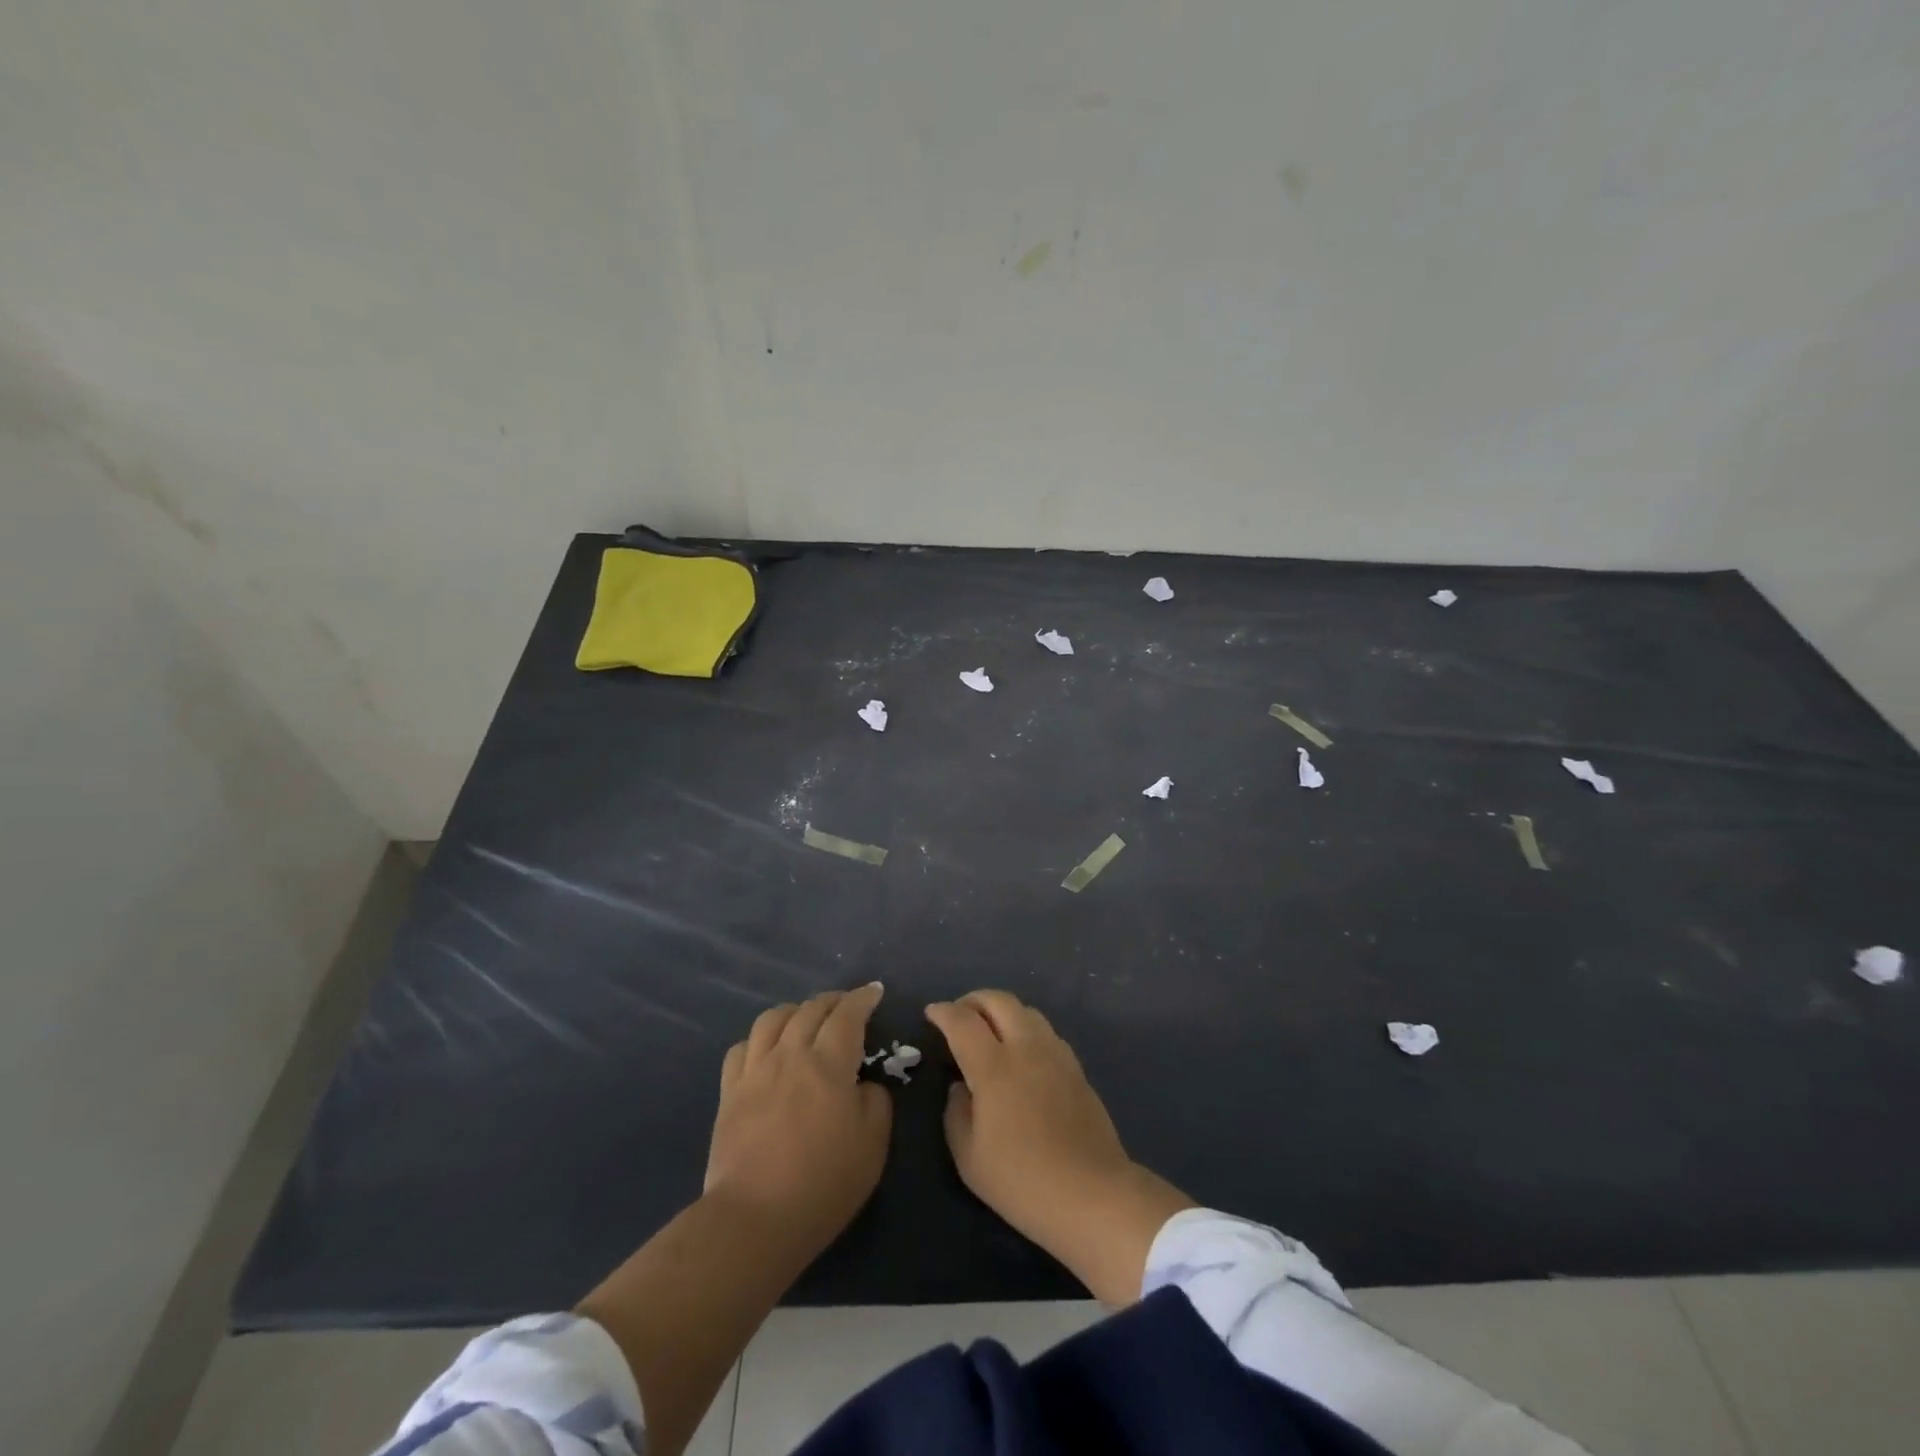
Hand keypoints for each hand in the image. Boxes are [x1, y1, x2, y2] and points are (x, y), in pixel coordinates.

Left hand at [704, 982, 891, 1262]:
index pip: (848, 1014)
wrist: (755, 1219)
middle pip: (811, 1009)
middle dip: (833, 1000)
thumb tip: (864, 1083)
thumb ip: (876, 1101)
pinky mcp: (729, 1092)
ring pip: (773, 1019)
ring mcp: (755, 1071)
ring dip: (795, 1010)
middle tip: (847, 1005)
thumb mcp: (873, 1144)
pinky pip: (742, 1048)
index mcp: (829, 1063)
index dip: (863, 998)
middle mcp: (790, 1054)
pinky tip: (767, 1049)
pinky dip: (760, 1038)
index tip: (874, 991)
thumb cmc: (824, 1183)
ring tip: (806, 1018)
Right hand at [926, 990, 1193, 1304]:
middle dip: (973, 1000)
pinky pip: (1045, 1031)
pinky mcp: (1076, 1067)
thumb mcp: (969, 1158)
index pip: (962, 1021)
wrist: (1092, 1194)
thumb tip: (961, 1087)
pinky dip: (1024, 1028)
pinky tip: (1020, 1053)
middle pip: (998, 1000)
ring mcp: (1056, 1054)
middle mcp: (1026, 1048)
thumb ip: (956, 1113)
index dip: (943, 1012)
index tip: (931, 1013)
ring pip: (1025, 1010)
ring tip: (989, 1031)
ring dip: (1001, 1011)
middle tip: (959, 1015)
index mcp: (994, 1067)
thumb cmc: (1022, 1181)